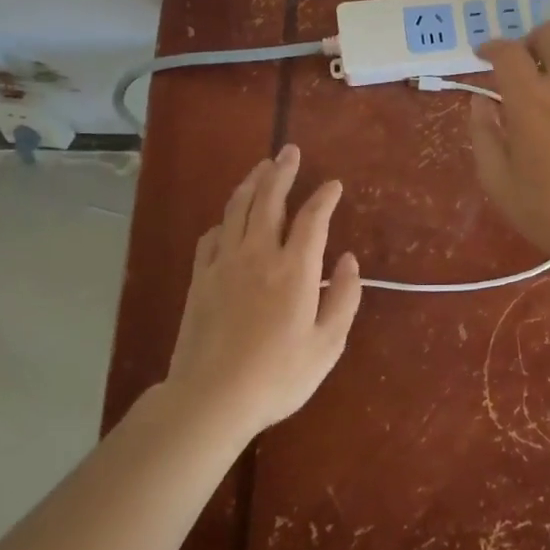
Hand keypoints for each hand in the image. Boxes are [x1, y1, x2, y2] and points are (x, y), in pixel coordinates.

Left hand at [162, 145, 361, 438]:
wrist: (211, 398)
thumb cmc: (278, 375)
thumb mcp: (328, 345)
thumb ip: (344, 298)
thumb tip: (349, 260)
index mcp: (294, 269)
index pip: (313, 218)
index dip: (324, 196)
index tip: (333, 184)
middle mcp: (259, 254)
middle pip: (269, 199)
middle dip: (282, 171)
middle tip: (289, 151)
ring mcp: (225, 264)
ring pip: (237, 209)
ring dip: (251, 184)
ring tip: (262, 167)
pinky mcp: (200, 279)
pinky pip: (212, 237)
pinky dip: (224, 221)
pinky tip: (228, 220)